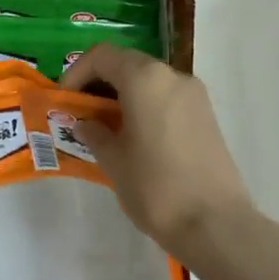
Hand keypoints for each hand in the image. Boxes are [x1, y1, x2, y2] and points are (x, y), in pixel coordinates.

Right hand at [59, 43, 253, 259]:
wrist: (214, 223)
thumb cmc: (154, 186)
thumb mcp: (113, 160)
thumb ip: (94, 134)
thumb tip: (84, 124)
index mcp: (145, 79)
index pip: (102, 56)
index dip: (76, 73)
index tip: (64, 101)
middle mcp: (172, 76)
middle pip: (127, 64)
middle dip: (99, 83)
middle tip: (81, 113)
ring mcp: (194, 95)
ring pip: (149, 81)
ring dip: (123, 95)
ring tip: (105, 128)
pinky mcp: (206, 116)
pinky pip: (166, 98)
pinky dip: (145, 106)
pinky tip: (134, 138)